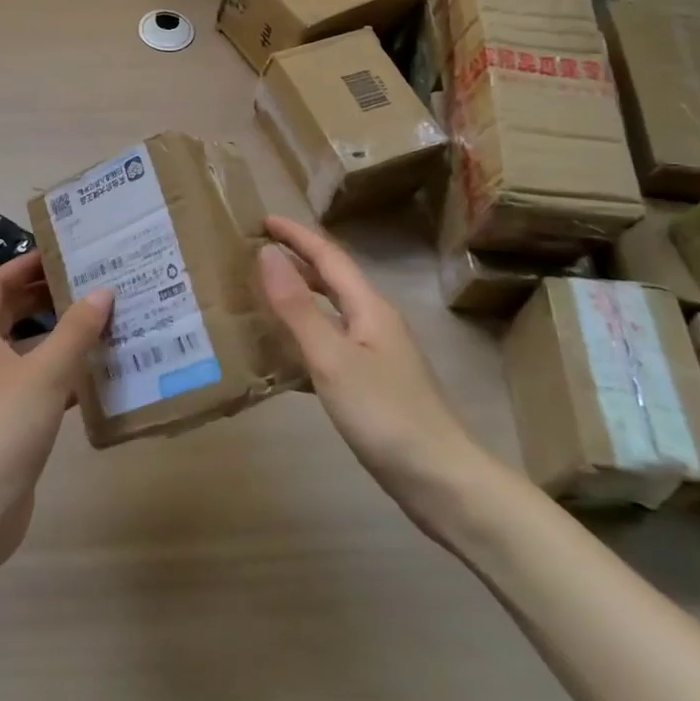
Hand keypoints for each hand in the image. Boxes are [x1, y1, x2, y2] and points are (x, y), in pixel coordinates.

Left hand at [0, 251, 112, 564]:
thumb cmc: (6, 423)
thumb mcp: (47, 370)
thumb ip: (76, 330)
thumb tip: (102, 292)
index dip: (24, 265)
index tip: (60, 254)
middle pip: (9, 312)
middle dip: (43, 296)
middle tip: (85, 283)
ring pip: (25, 348)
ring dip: (56, 334)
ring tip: (97, 321)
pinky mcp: (6, 419)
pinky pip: (35, 381)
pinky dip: (60, 372)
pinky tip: (94, 374)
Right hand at [256, 216, 492, 529]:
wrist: (441, 481)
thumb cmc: (385, 413)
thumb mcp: (332, 357)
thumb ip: (297, 306)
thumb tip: (266, 254)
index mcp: (369, 308)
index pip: (328, 256)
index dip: (296, 236)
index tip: (262, 220)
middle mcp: (376, 322)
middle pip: (333, 279)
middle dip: (298, 260)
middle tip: (258, 252)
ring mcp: (378, 355)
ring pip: (333, 311)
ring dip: (300, 296)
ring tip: (264, 294)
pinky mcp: (374, 384)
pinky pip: (332, 343)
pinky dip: (305, 335)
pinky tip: (285, 353)